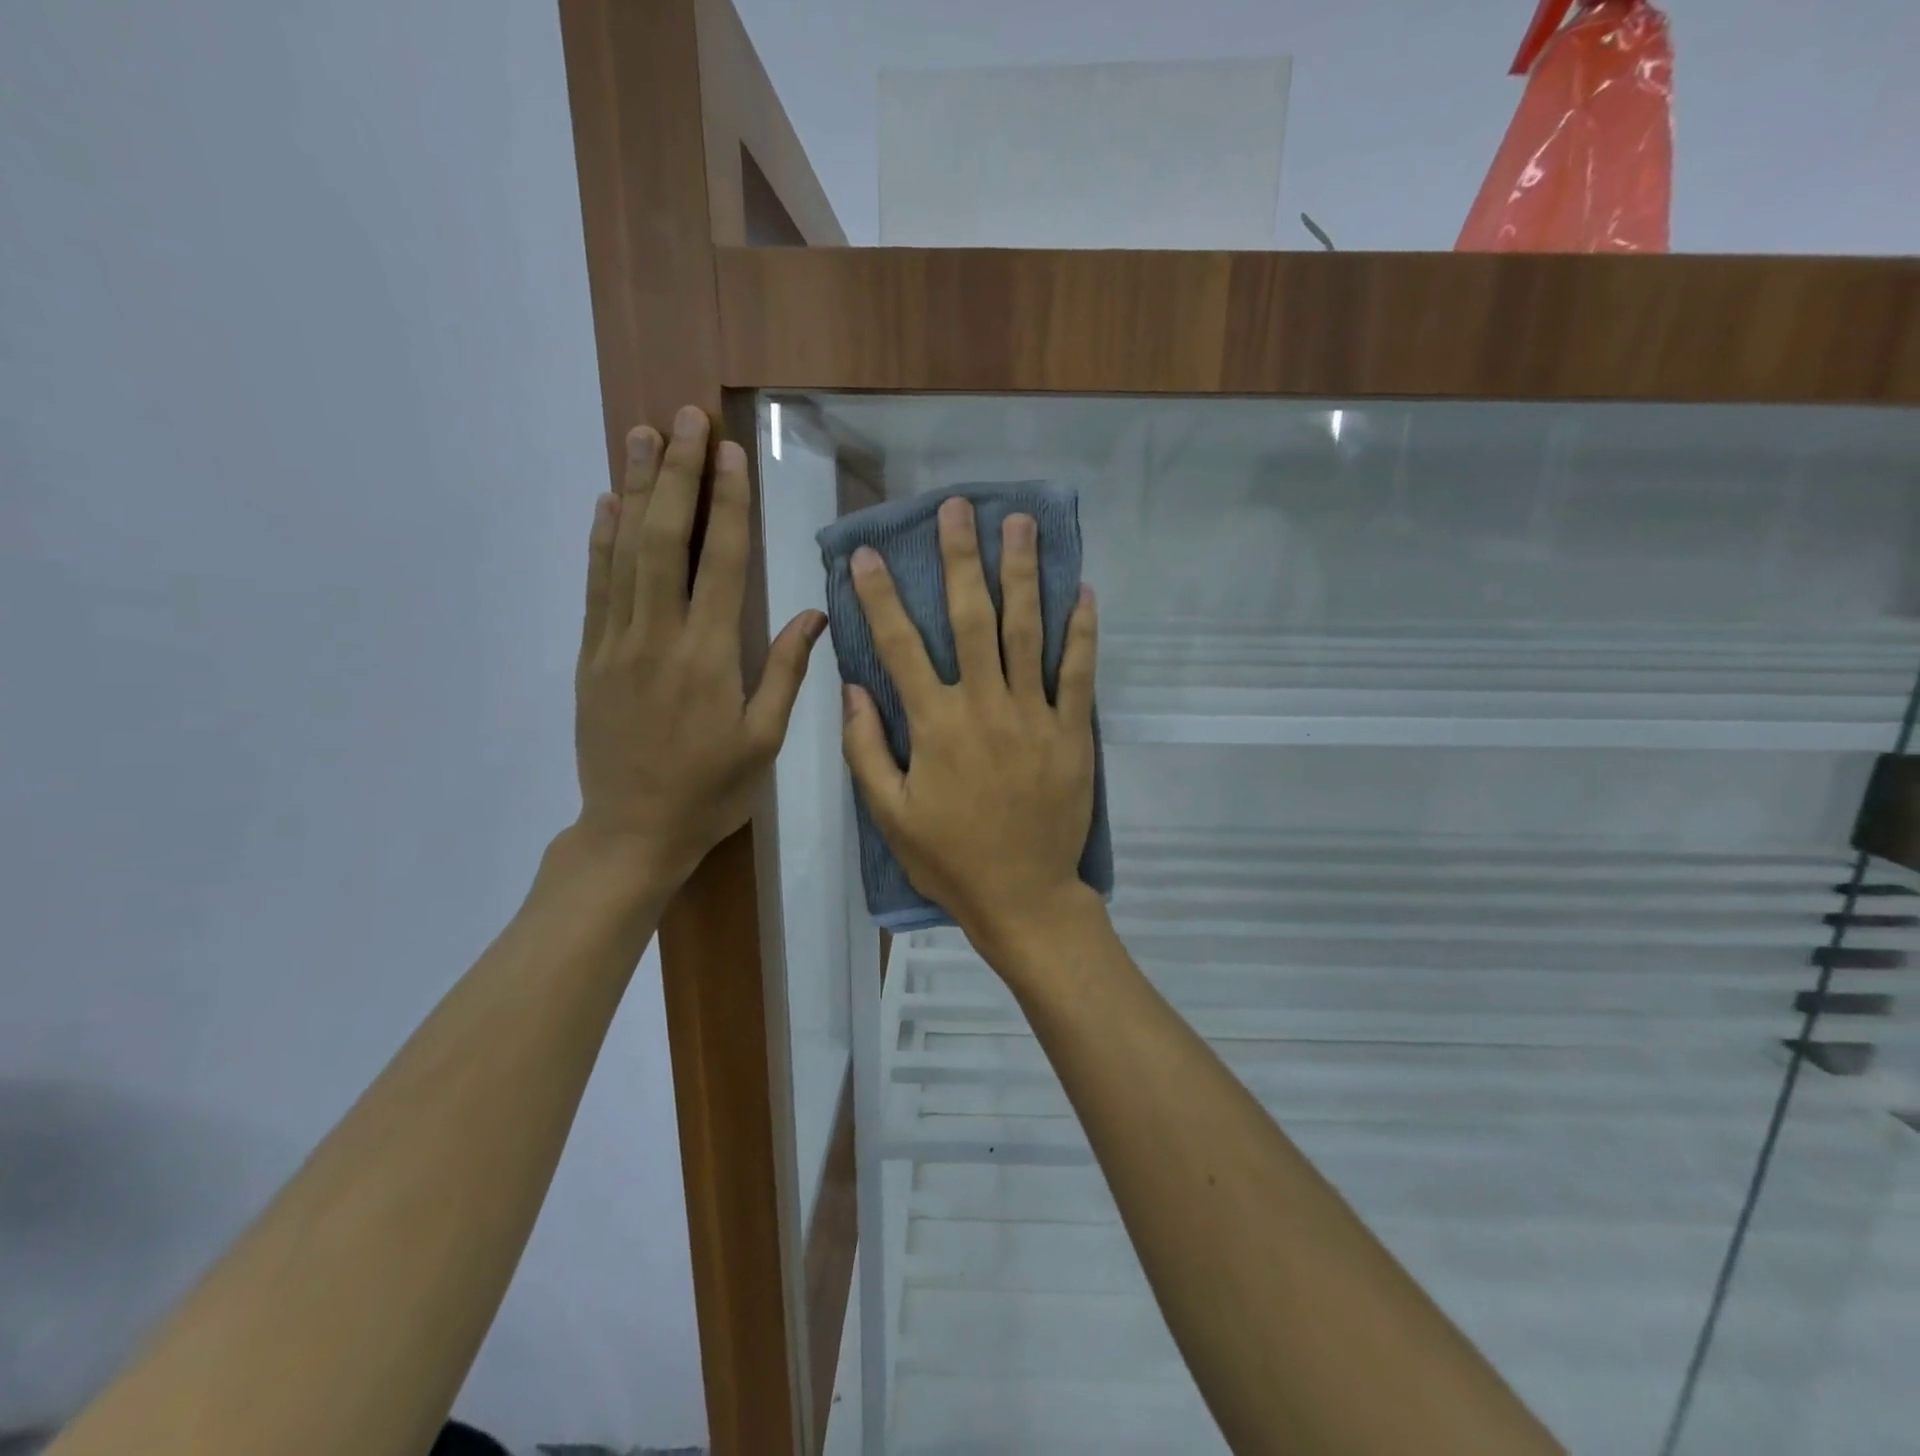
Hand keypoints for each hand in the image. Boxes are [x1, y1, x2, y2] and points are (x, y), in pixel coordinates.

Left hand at [571, 405, 824, 895]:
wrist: (632, 832)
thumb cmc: (710, 791)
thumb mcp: (763, 741)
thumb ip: (786, 672)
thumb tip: (813, 612)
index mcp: (709, 658)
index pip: (719, 563)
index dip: (726, 504)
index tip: (730, 452)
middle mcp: (657, 638)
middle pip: (664, 540)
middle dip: (678, 475)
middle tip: (685, 418)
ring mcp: (615, 644)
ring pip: (623, 552)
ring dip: (635, 490)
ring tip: (644, 435)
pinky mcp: (590, 657)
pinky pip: (595, 586)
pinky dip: (599, 540)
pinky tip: (607, 503)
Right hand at [841, 496, 1098, 950]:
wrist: (1023, 896)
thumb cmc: (950, 858)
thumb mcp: (890, 814)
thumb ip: (866, 749)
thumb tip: (852, 688)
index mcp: (934, 725)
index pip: (900, 646)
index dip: (881, 596)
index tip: (870, 553)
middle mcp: (984, 705)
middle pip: (970, 618)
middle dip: (961, 558)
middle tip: (959, 507)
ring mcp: (1034, 715)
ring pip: (1027, 631)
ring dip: (1022, 573)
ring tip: (1019, 524)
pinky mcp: (1072, 732)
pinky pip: (1079, 672)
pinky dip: (1083, 631)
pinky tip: (1082, 590)